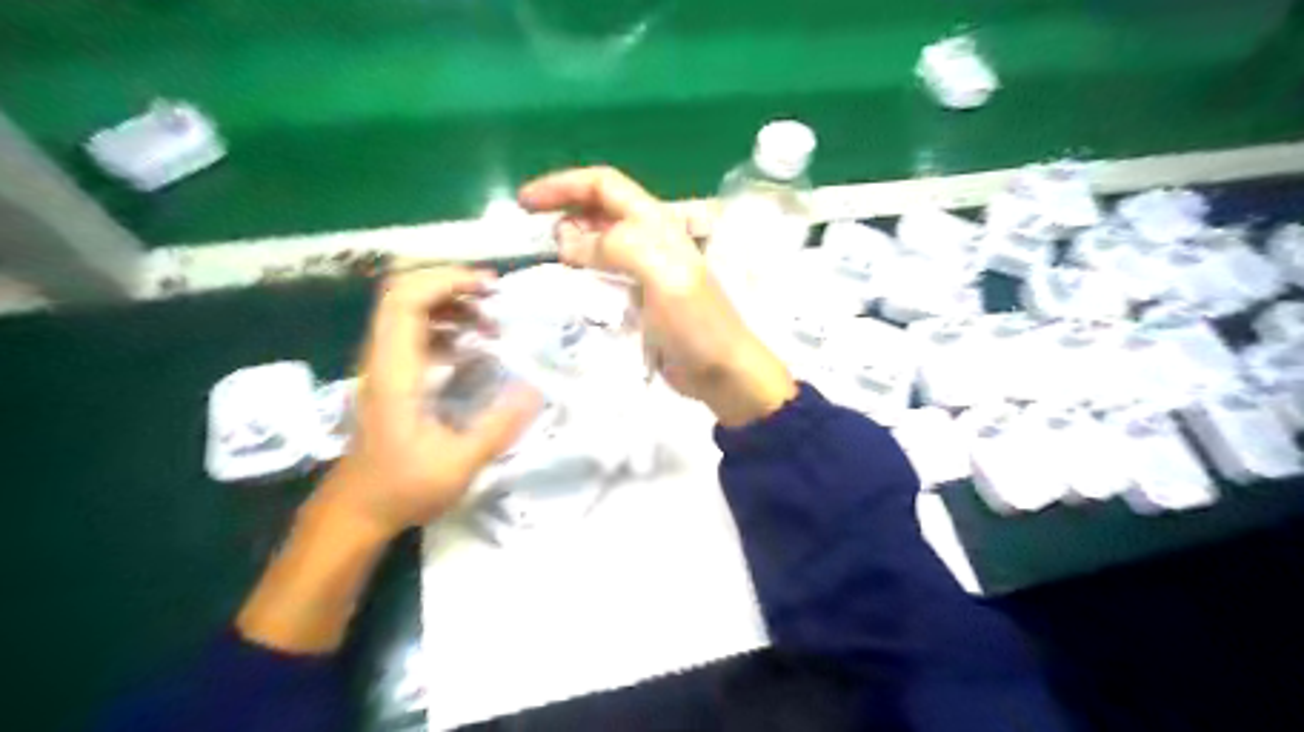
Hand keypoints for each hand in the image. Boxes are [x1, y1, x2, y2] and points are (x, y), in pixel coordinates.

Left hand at [324, 265, 544, 538]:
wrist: (356, 511)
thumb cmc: (404, 488)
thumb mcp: (459, 464)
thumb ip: (498, 426)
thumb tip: (536, 389)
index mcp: (396, 372)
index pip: (406, 301)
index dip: (446, 281)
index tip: (490, 288)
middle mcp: (384, 359)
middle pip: (403, 293)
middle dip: (450, 283)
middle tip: (494, 296)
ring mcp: (384, 366)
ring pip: (407, 310)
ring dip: (450, 303)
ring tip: (490, 323)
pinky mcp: (392, 377)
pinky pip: (415, 332)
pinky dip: (446, 324)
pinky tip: (474, 345)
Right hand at [521, 167, 793, 425]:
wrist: (721, 370)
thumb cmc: (696, 323)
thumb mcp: (662, 276)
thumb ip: (618, 248)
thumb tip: (567, 241)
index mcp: (657, 225)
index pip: (605, 186)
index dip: (563, 185)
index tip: (525, 202)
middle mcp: (649, 240)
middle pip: (598, 210)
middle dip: (562, 210)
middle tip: (528, 233)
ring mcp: (644, 271)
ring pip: (598, 243)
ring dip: (569, 242)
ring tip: (542, 256)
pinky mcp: (639, 298)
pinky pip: (603, 275)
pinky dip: (580, 273)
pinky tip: (567, 285)